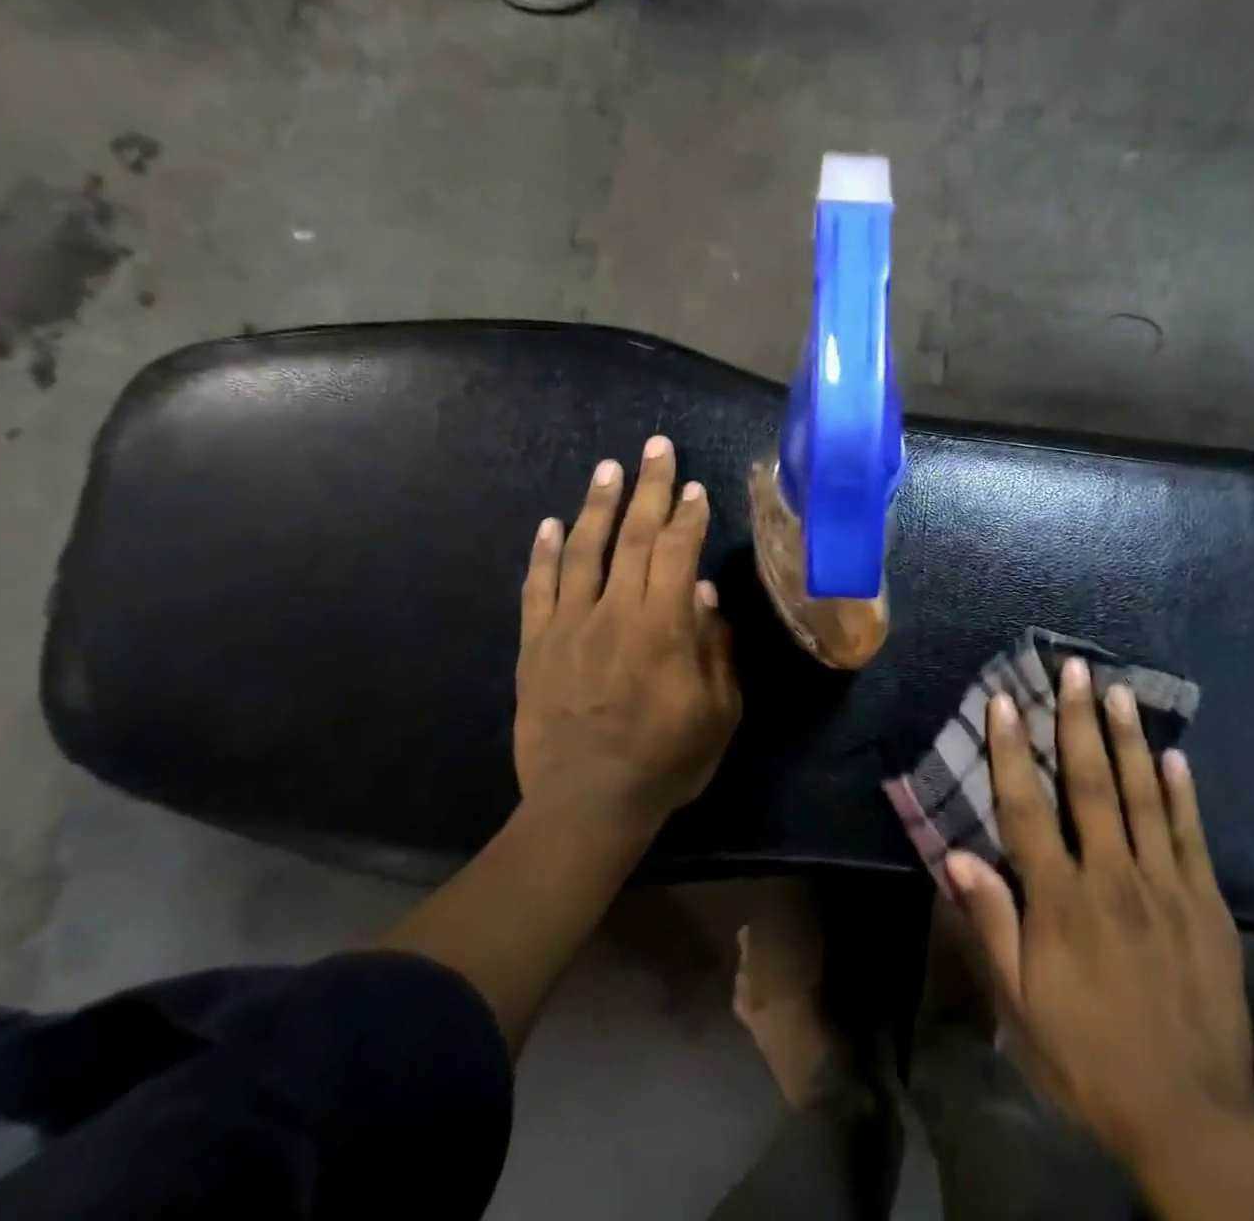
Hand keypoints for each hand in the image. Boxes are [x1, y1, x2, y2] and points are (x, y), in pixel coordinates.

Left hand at [514, 435, 741, 822]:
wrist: (585, 805)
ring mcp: (569, 626)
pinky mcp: (535, 646)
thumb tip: (706, 596)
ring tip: (607, 468)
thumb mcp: (718, 712)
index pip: (678, 553)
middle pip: (634, 537)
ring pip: (583, 550)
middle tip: (656, 448)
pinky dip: (542, 553)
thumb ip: (716, 649)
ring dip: (597, 505)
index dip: (688, 516)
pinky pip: (537, 589)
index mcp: (663, 626)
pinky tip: (548, 523)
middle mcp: (615, 612)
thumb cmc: (665, 761)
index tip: (695, 487)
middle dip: (649, 488)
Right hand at [946, 658, 1253, 1175]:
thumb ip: (991, 923)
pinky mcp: (1207, 904)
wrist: (1191, 1117)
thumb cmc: (1089, 1057)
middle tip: (1074, 669)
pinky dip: (1181, 793)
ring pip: (1143, 796)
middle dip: (1078, 721)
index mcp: (1062, 901)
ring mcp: (1166, 886)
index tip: (1005, 701)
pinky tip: (1174, 756)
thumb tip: (957, 854)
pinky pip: (1191, 836)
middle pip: (1091, 784)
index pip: (1027, 807)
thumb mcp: (1021, 1005)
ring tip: (1118, 690)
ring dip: (1128, 739)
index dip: (1012, 750)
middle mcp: (1113, 877)